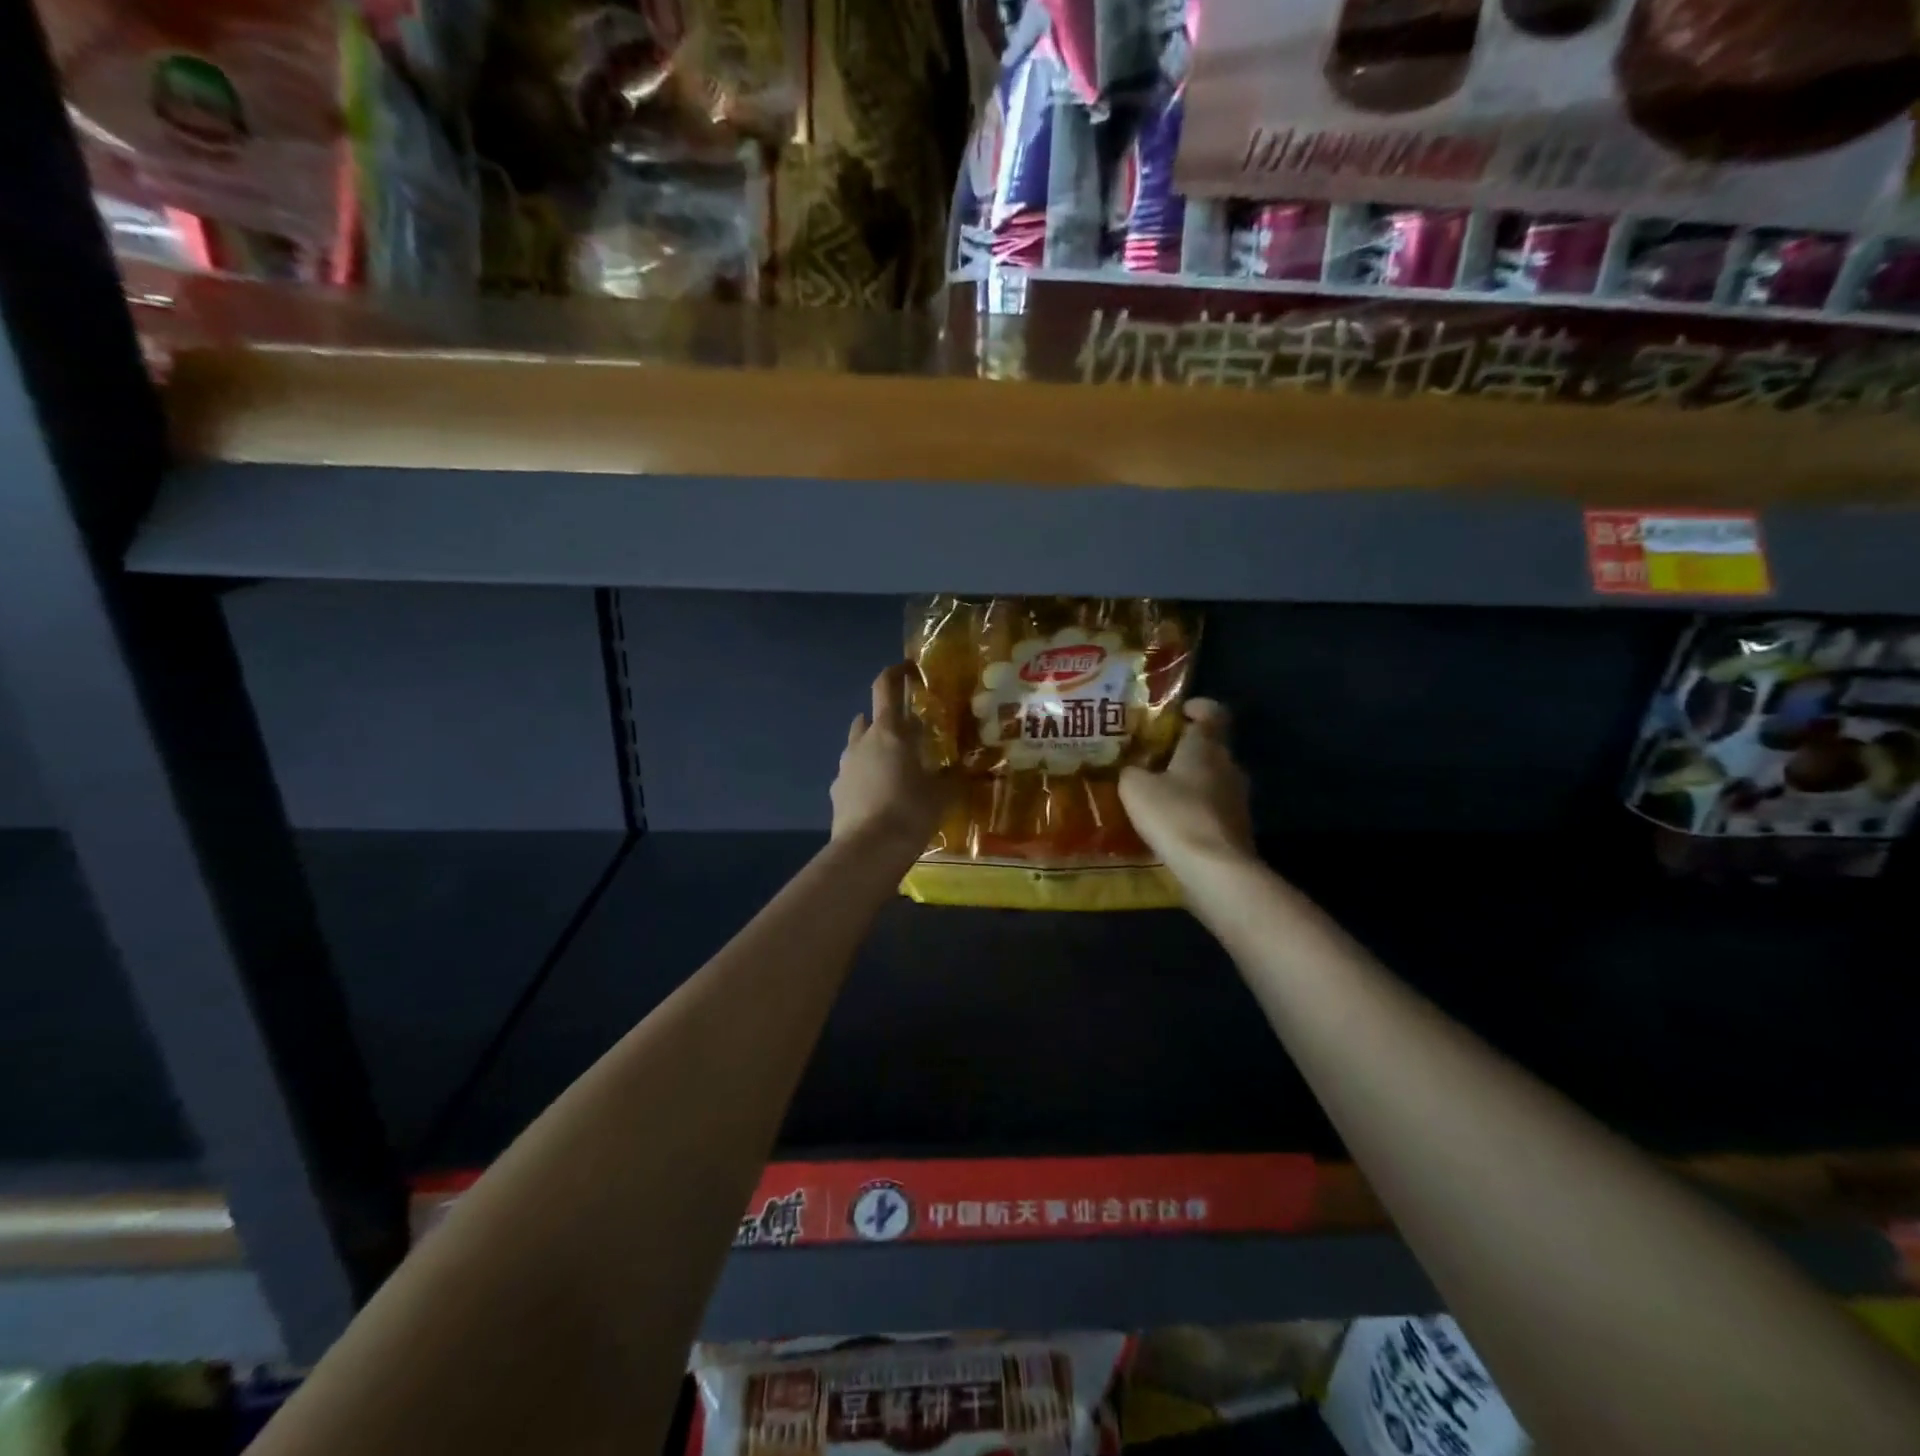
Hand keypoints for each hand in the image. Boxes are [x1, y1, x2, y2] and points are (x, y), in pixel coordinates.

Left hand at [831, 664, 951, 852]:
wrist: (868, 850)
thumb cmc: (910, 812)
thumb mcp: (942, 794)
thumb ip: (951, 776)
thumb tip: (962, 768)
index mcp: (889, 732)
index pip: (886, 687)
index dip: (895, 672)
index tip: (908, 669)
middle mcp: (862, 742)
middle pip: (869, 717)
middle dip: (887, 720)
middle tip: (909, 735)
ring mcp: (845, 766)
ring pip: (859, 745)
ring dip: (874, 748)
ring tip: (895, 768)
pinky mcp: (836, 791)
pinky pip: (852, 774)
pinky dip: (865, 776)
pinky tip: (879, 796)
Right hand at [1119, 699, 1252, 868]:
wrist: (1215, 870)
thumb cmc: (1174, 815)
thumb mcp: (1135, 788)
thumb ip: (1131, 771)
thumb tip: (1132, 769)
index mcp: (1206, 746)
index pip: (1212, 712)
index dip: (1197, 707)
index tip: (1179, 712)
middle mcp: (1228, 765)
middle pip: (1211, 747)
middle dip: (1186, 749)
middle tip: (1154, 757)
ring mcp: (1238, 798)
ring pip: (1212, 779)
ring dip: (1190, 782)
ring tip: (1159, 793)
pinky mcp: (1238, 828)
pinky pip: (1214, 808)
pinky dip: (1195, 810)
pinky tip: (1172, 823)